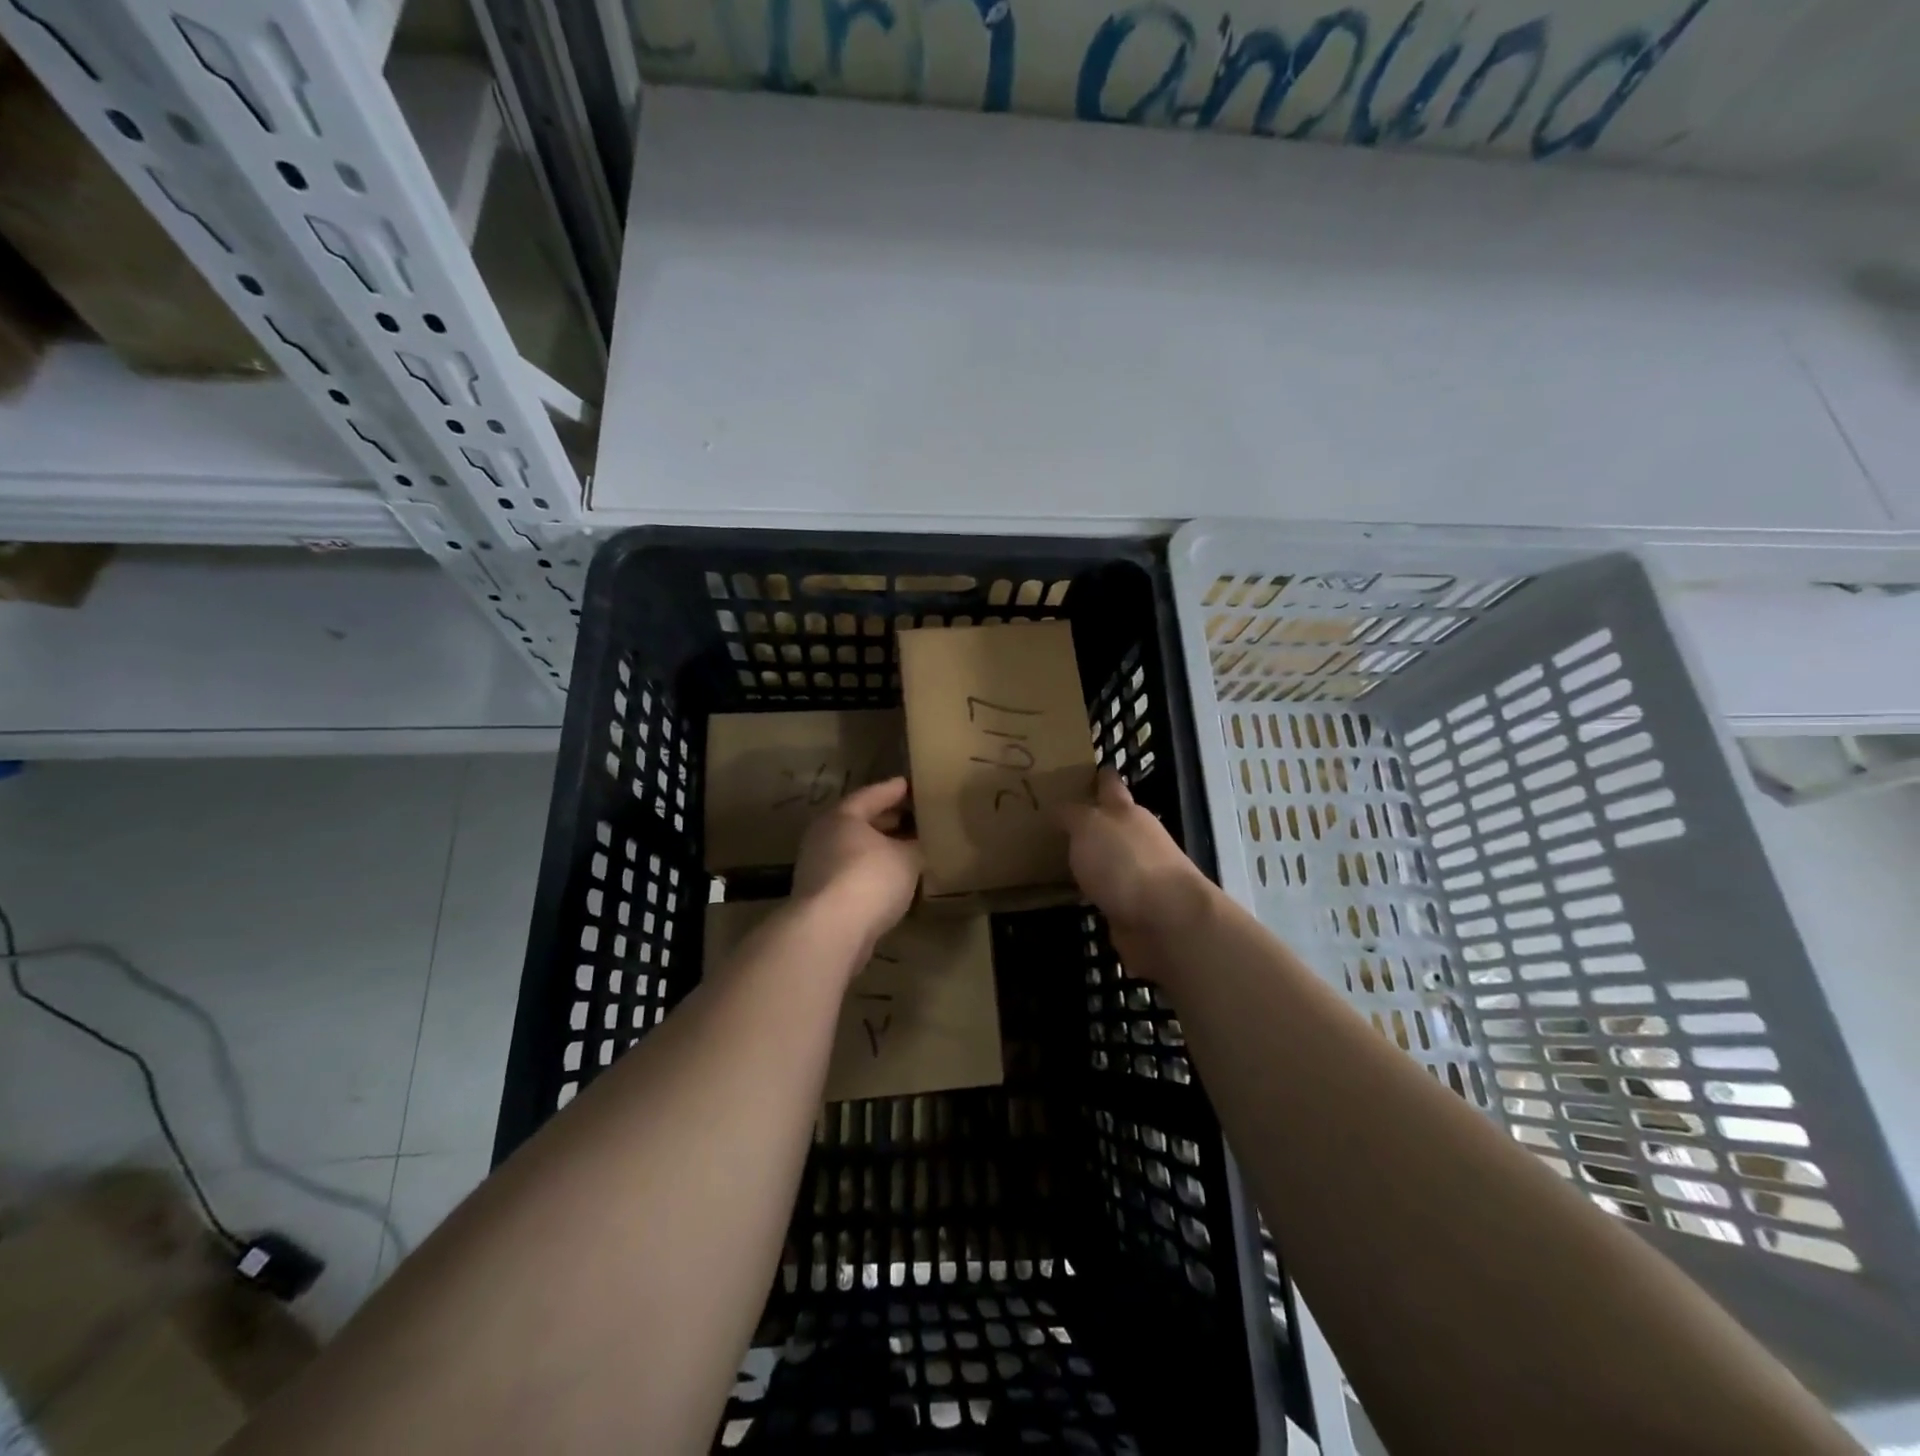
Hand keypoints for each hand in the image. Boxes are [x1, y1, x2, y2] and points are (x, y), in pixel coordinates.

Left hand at [792, 777, 922, 946]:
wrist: (830, 932)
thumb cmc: (869, 879)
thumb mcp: (906, 858)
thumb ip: (914, 846)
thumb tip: (918, 845)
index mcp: (842, 817)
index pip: (871, 795)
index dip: (893, 790)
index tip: (909, 785)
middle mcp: (824, 837)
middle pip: (859, 823)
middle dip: (886, 820)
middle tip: (912, 817)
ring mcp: (818, 869)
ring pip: (855, 851)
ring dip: (879, 850)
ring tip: (906, 850)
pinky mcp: (821, 898)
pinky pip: (852, 875)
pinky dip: (871, 873)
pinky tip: (892, 881)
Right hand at [1058, 769, 1211, 953]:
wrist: (1165, 920)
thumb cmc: (1125, 861)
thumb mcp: (1088, 826)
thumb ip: (1071, 815)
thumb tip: (1058, 809)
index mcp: (1126, 812)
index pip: (1110, 785)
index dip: (1100, 776)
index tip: (1088, 770)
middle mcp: (1136, 839)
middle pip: (1111, 822)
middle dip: (1090, 818)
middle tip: (1056, 817)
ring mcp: (1137, 874)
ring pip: (1108, 858)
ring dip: (1090, 857)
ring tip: (1055, 856)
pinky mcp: (1133, 907)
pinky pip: (1106, 892)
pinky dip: (1092, 890)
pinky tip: (1071, 893)